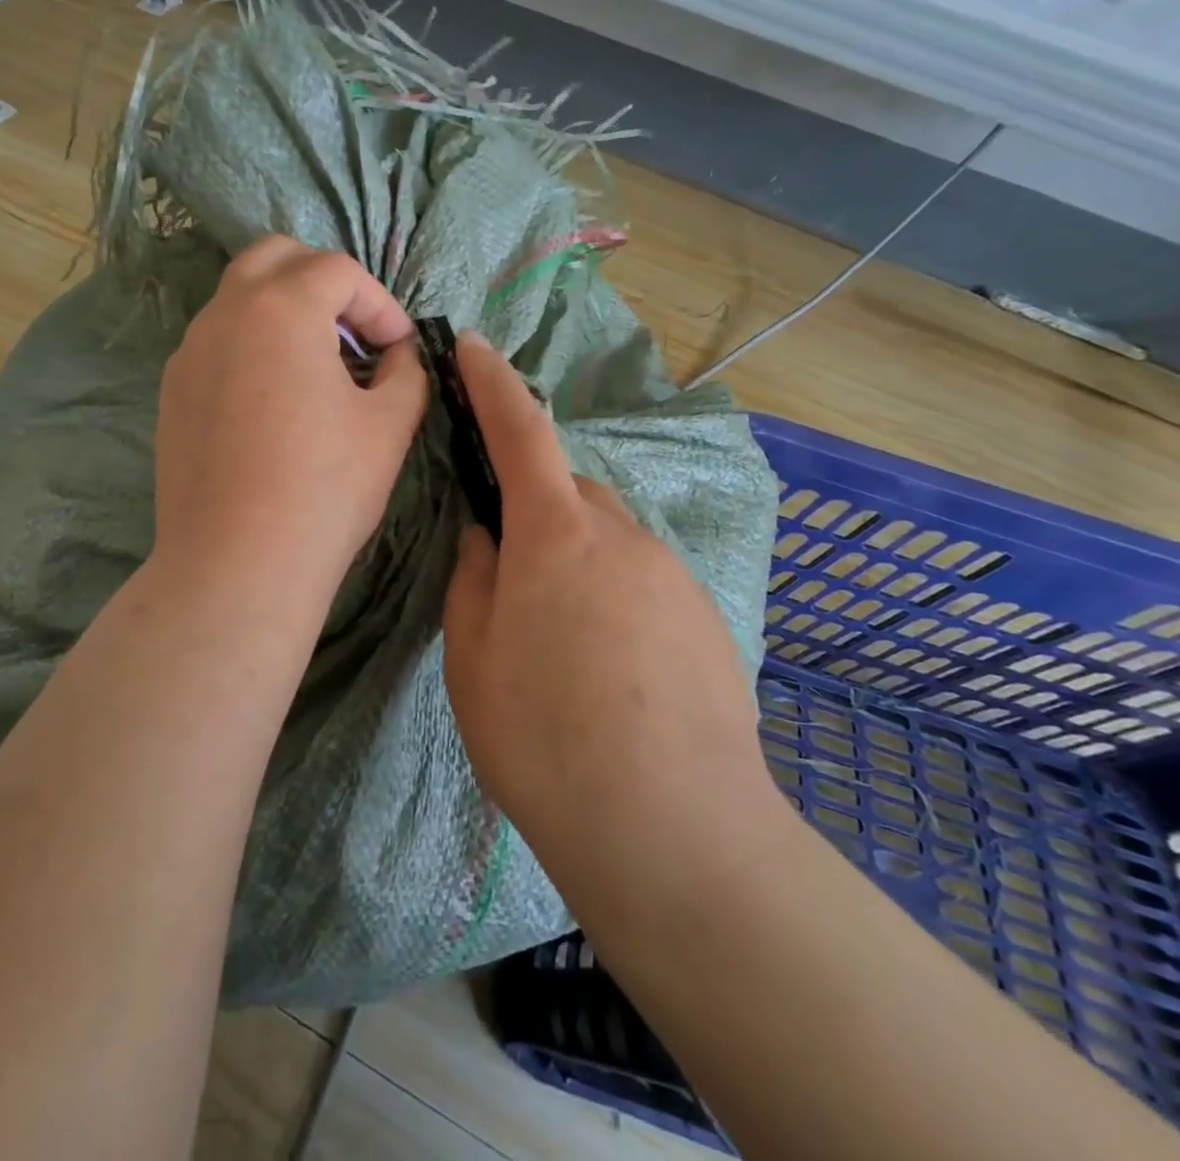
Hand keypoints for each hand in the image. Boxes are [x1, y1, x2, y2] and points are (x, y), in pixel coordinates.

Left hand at [150, 236, 428, 610]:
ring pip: (239, 300)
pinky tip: (274, 403)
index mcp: (280, 308)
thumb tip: (398, 355)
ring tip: (318, 368)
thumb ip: (405, 371)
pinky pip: (217, 344)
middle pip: (274, 259)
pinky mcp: (172, 393)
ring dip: (284, 313)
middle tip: (353, 333)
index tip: (399, 347)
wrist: (237, 564)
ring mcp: (189, 353)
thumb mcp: (389, 425)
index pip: (337, 270)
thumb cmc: (324, 490)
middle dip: (323, 282)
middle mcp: (224, 315)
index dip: (379, 302)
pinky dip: (252, 348)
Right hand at [441, 333, 777, 879]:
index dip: (492, 382)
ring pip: (607, 539)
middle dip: (534, 508)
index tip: (473, 345)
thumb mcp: (474, 658)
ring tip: (557, 641)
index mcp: (556, 533)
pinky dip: (613, 597)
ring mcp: (672, 575)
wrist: (676, 833)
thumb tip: (485, 537)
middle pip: (568, 492)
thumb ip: (473, 580)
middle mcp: (622, 535)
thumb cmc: (545, 738)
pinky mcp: (705, 618)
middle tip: (506, 574)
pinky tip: (606, 670)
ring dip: (574, 560)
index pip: (521, 431)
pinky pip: (642, 580)